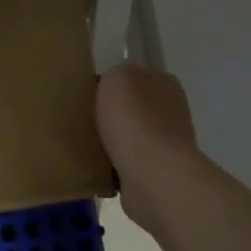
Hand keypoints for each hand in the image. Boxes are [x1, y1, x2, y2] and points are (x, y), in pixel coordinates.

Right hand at [97, 65, 198, 235]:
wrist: (152, 175)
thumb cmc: (134, 121)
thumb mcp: (116, 79)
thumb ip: (113, 75)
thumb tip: (109, 87)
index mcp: (164, 83)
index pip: (130, 78)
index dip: (106, 86)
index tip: (84, 98)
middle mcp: (170, 111)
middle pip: (129, 108)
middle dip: (107, 116)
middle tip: (80, 123)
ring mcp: (166, 143)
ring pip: (127, 137)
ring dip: (109, 142)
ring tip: (83, 147)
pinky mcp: (156, 172)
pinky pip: (126, 163)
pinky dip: (112, 166)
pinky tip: (96, 168)